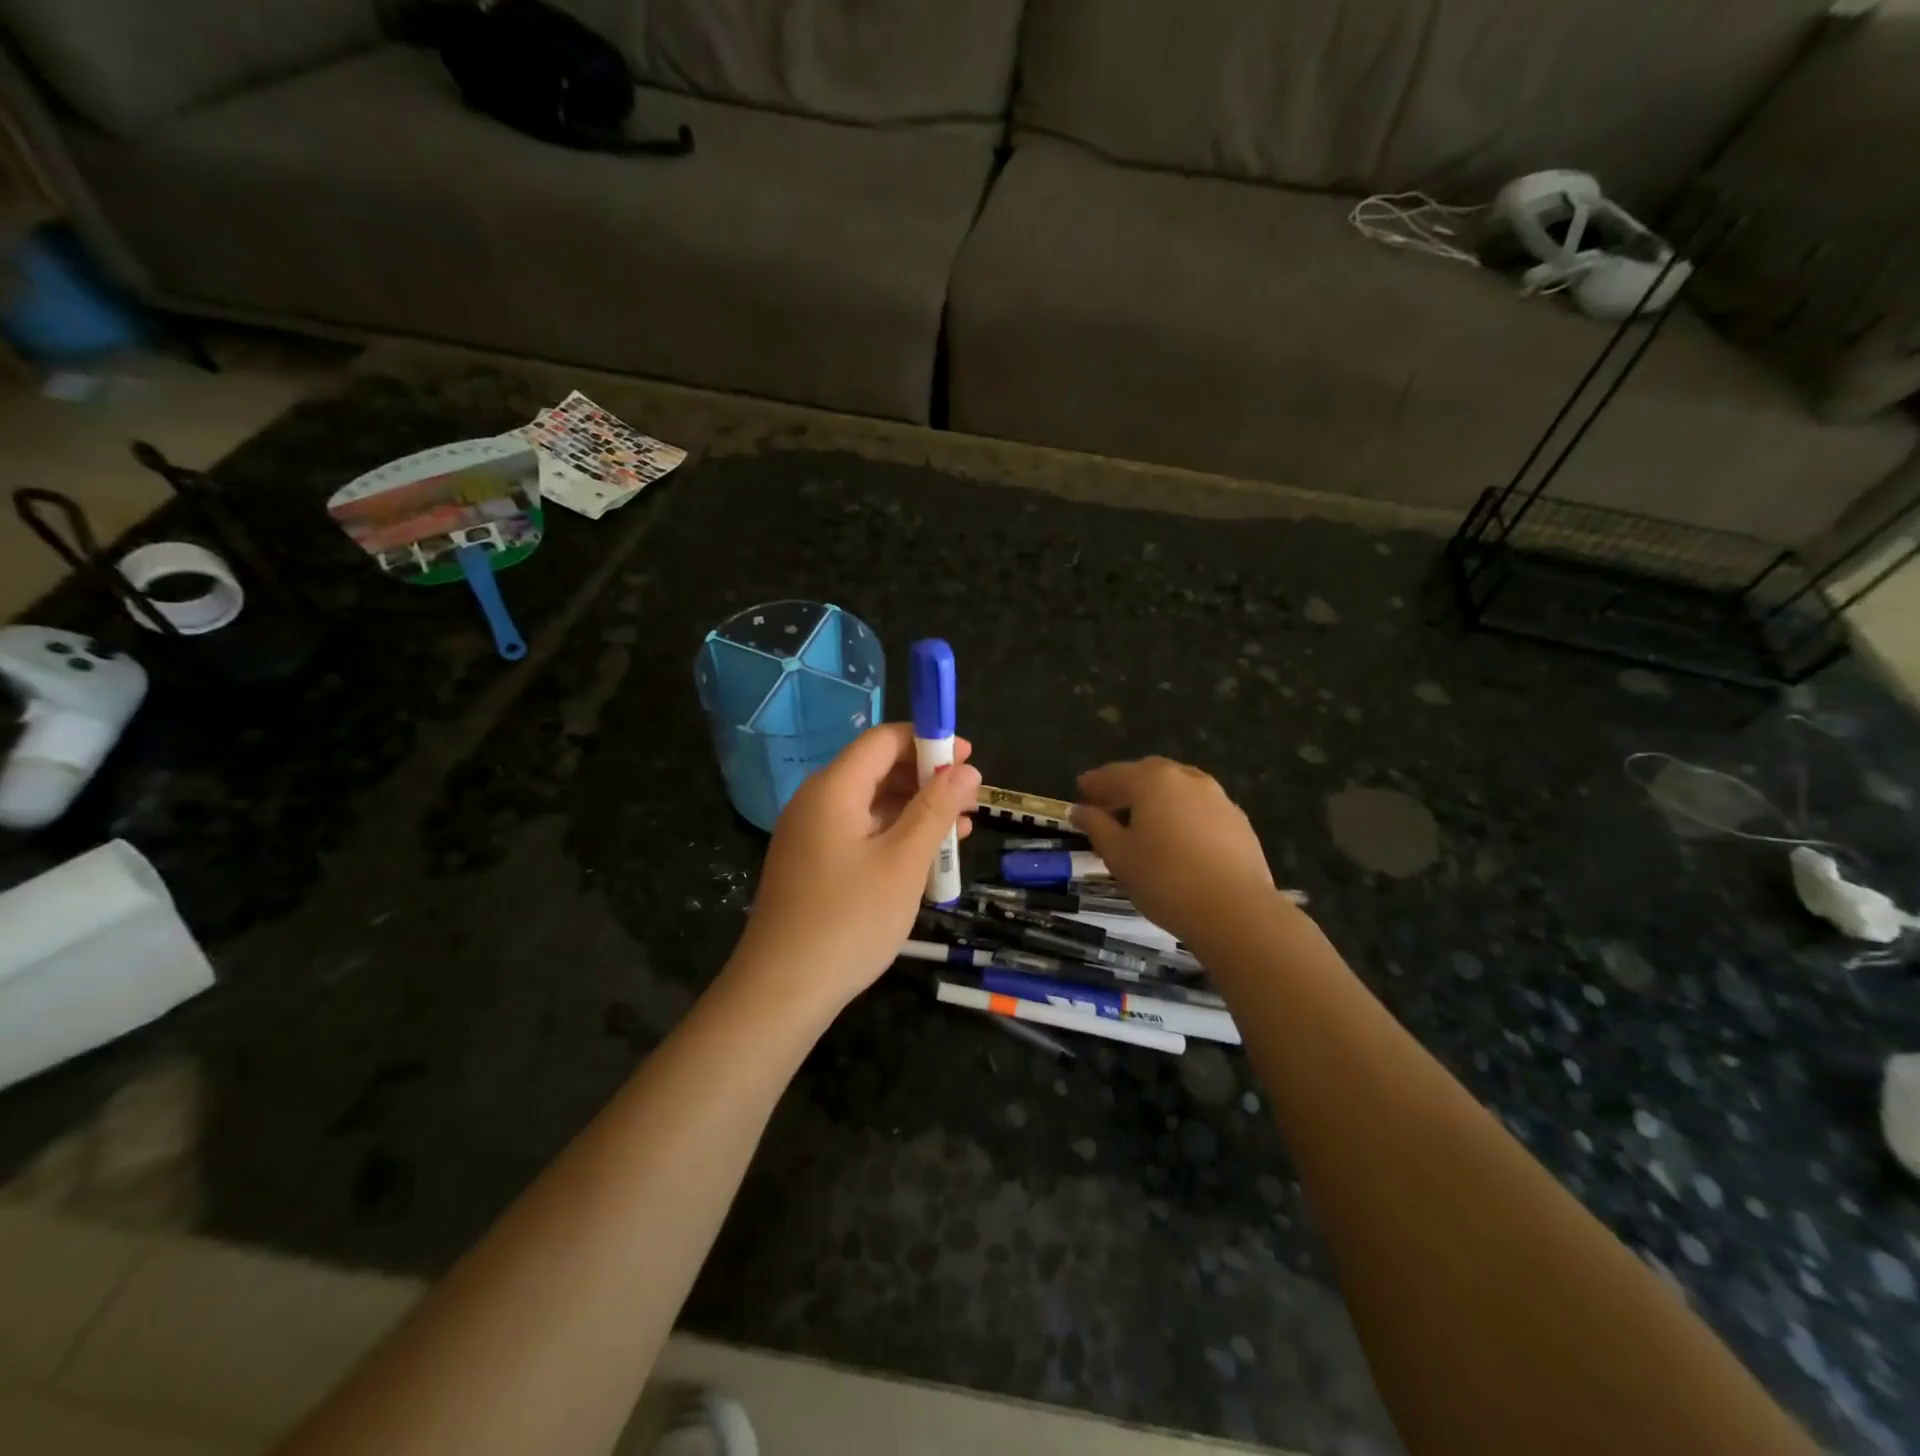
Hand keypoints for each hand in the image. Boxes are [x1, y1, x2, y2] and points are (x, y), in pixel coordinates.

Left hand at [731, 724, 980, 1014]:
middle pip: (877, 769)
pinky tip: (927, 858)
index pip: (883, 740)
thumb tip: (967, 769)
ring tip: (962, 830)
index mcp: (833, 788)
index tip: (970, 758)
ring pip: (872, 804)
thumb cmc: (849, 919)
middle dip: (927, 779)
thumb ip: (936, 809)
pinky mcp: (813, 864)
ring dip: (917, 811)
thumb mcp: (904, 861)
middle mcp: (817, 802)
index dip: (929, 741)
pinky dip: (895, 837)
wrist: (782, 991)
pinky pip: (860, 833)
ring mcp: (811, 835)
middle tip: (971, 800)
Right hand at [1074, 757, 1276, 945]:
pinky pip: (1200, 808)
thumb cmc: (1165, 879)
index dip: (1094, 783)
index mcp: (1152, 781)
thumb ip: (1096, 826)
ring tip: (1143, 822)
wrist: (1235, 910)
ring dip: (1156, 798)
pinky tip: (1177, 838)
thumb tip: (1080, 810)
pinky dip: (1182, 813)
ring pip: (1178, 788)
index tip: (1079, 791)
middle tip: (1109, 806)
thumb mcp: (1118, 855)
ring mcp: (1218, 797)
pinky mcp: (1238, 821)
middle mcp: (1186, 779)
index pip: (1114, 774)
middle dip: (1126, 785)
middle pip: (1148, 773)